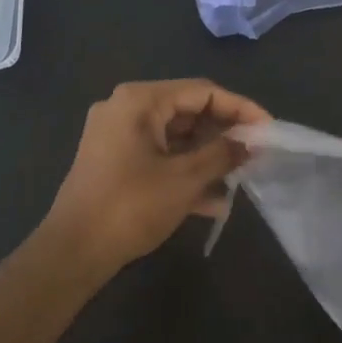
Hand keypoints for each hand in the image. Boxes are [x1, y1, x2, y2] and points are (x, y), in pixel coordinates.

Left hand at [41, 79, 270, 277]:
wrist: (73, 251)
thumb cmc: (131, 206)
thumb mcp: (185, 179)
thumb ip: (222, 154)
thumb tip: (249, 143)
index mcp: (140, 101)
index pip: (201, 91)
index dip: (239, 108)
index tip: (268, 129)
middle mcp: (125, 109)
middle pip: (187, 111)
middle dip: (223, 134)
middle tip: (256, 154)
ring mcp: (117, 136)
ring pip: (174, 138)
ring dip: (207, 156)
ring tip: (240, 177)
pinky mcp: (114, 162)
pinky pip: (158, 157)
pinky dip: (184, 172)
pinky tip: (213, 202)